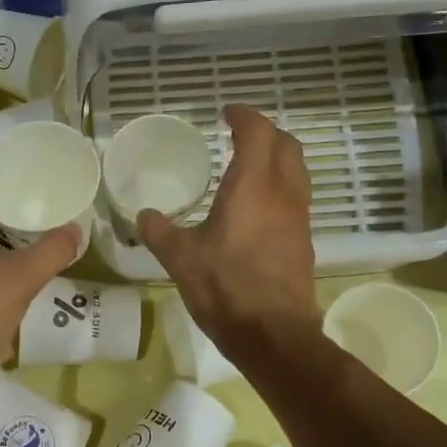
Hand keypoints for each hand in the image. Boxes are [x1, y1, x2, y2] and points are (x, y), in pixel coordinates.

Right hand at [138, 105, 318, 362]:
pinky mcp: (304, 241)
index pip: (258, 132)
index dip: (244, 116)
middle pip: (287, 145)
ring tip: (249, 166)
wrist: (274, 334)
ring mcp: (299, 218)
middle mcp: (283, 193)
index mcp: (253, 186)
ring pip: (297, 171)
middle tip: (240, 133)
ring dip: (278, 158)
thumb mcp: (181, 259)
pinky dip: (280, 186)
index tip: (226, 112)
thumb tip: (143, 215)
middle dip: (266, 132)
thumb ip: (159, 232)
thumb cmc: (226, 288)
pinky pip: (296, 197)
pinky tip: (257, 207)